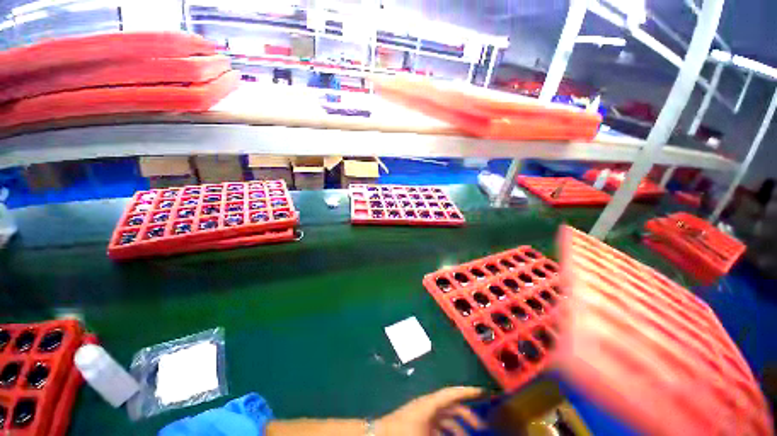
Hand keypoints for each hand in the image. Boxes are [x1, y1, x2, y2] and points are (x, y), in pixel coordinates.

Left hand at [376, 386, 485, 435]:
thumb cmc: (404, 434)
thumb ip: (447, 432)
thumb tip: (464, 434)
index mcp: (431, 403)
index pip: (453, 393)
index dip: (468, 391)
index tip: (483, 392)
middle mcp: (429, 405)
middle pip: (452, 405)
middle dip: (467, 414)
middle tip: (481, 427)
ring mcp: (423, 413)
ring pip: (446, 417)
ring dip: (458, 426)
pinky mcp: (419, 422)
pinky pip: (438, 425)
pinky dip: (448, 431)